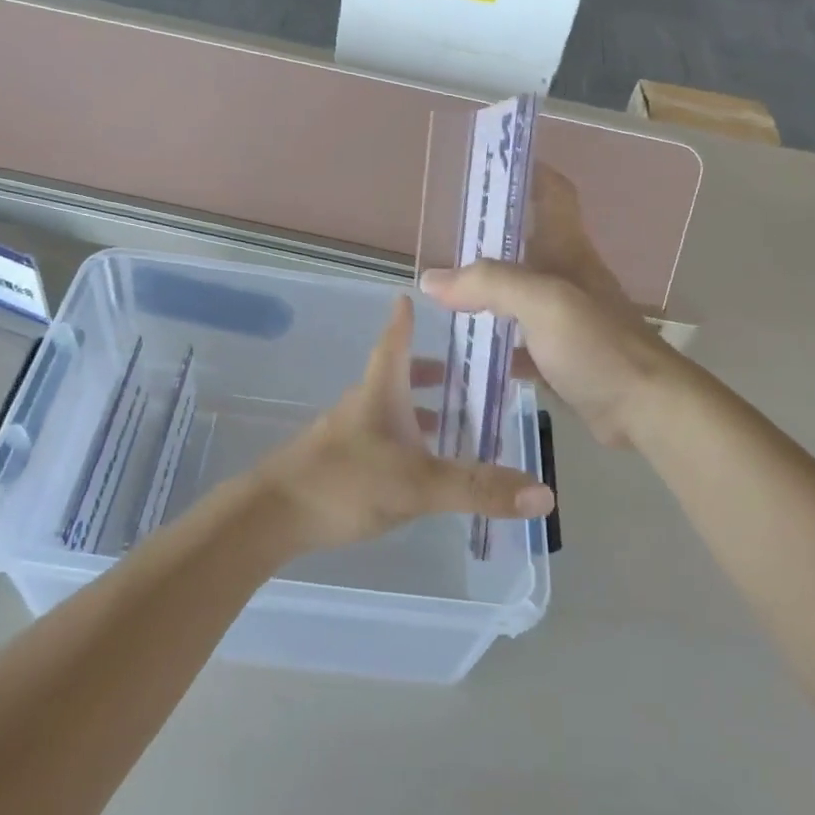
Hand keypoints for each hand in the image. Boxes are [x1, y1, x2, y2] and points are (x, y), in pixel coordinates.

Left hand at [252, 296, 554, 553]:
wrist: (269, 518)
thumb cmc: (344, 483)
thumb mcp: (418, 485)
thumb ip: (478, 488)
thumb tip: (545, 492)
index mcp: (379, 394)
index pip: (394, 344)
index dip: (404, 321)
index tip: (409, 295)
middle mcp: (361, 408)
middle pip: (395, 378)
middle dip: (426, 372)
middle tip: (459, 373)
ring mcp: (345, 437)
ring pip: (387, 413)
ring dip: (417, 411)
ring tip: (449, 423)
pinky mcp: (336, 466)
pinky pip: (379, 442)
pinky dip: (403, 442)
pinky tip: (417, 469)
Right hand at [420, 168, 682, 447]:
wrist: (645, 409)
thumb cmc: (599, 345)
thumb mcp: (544, 302)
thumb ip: (489, 284)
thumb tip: (431, 279)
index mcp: (567, 251)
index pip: (552, 193)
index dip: (527, 171)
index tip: (487, 166)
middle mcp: (566, 278)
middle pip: (525, 244)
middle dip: (486, 237)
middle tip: (440, 239)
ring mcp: (564, 320)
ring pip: (517, 295)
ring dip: (484, 292)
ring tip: (439, 294)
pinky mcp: (560, 358)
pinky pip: (517, 342)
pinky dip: (491, 342)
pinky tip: (463, 351)